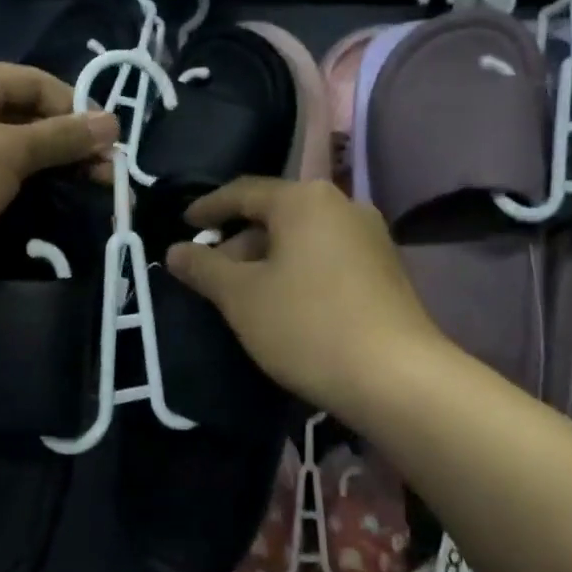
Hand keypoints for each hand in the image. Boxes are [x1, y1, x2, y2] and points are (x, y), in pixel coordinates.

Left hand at [0, 57, 117, 291]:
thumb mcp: (8, 153)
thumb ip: (61, 137)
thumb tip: (113, 122)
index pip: (37, 83)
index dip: (77, 110)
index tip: (111, 143)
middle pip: (27, 114)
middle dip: (69, 142)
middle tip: (107, 174)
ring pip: (14, 145)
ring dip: (52, 164)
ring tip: (90, 187)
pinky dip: (26, 179)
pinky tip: (54, 195)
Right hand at [165, 177, 447, 415]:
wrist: (397, 379)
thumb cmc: (307, 325)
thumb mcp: (241, 297)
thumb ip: (203, 268)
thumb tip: (174, 251)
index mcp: (304, 200)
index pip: (244, 192)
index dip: (209, 208)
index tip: (184, 223)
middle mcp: (341, 206)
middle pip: (275, 214)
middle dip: (238, 241)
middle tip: (209, 271)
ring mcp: (369, 238)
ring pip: (301, 238)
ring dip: (266, 259)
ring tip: (241, 293)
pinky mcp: (385, 270)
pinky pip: (326, 257)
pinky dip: (296, 271)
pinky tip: (282, 304)